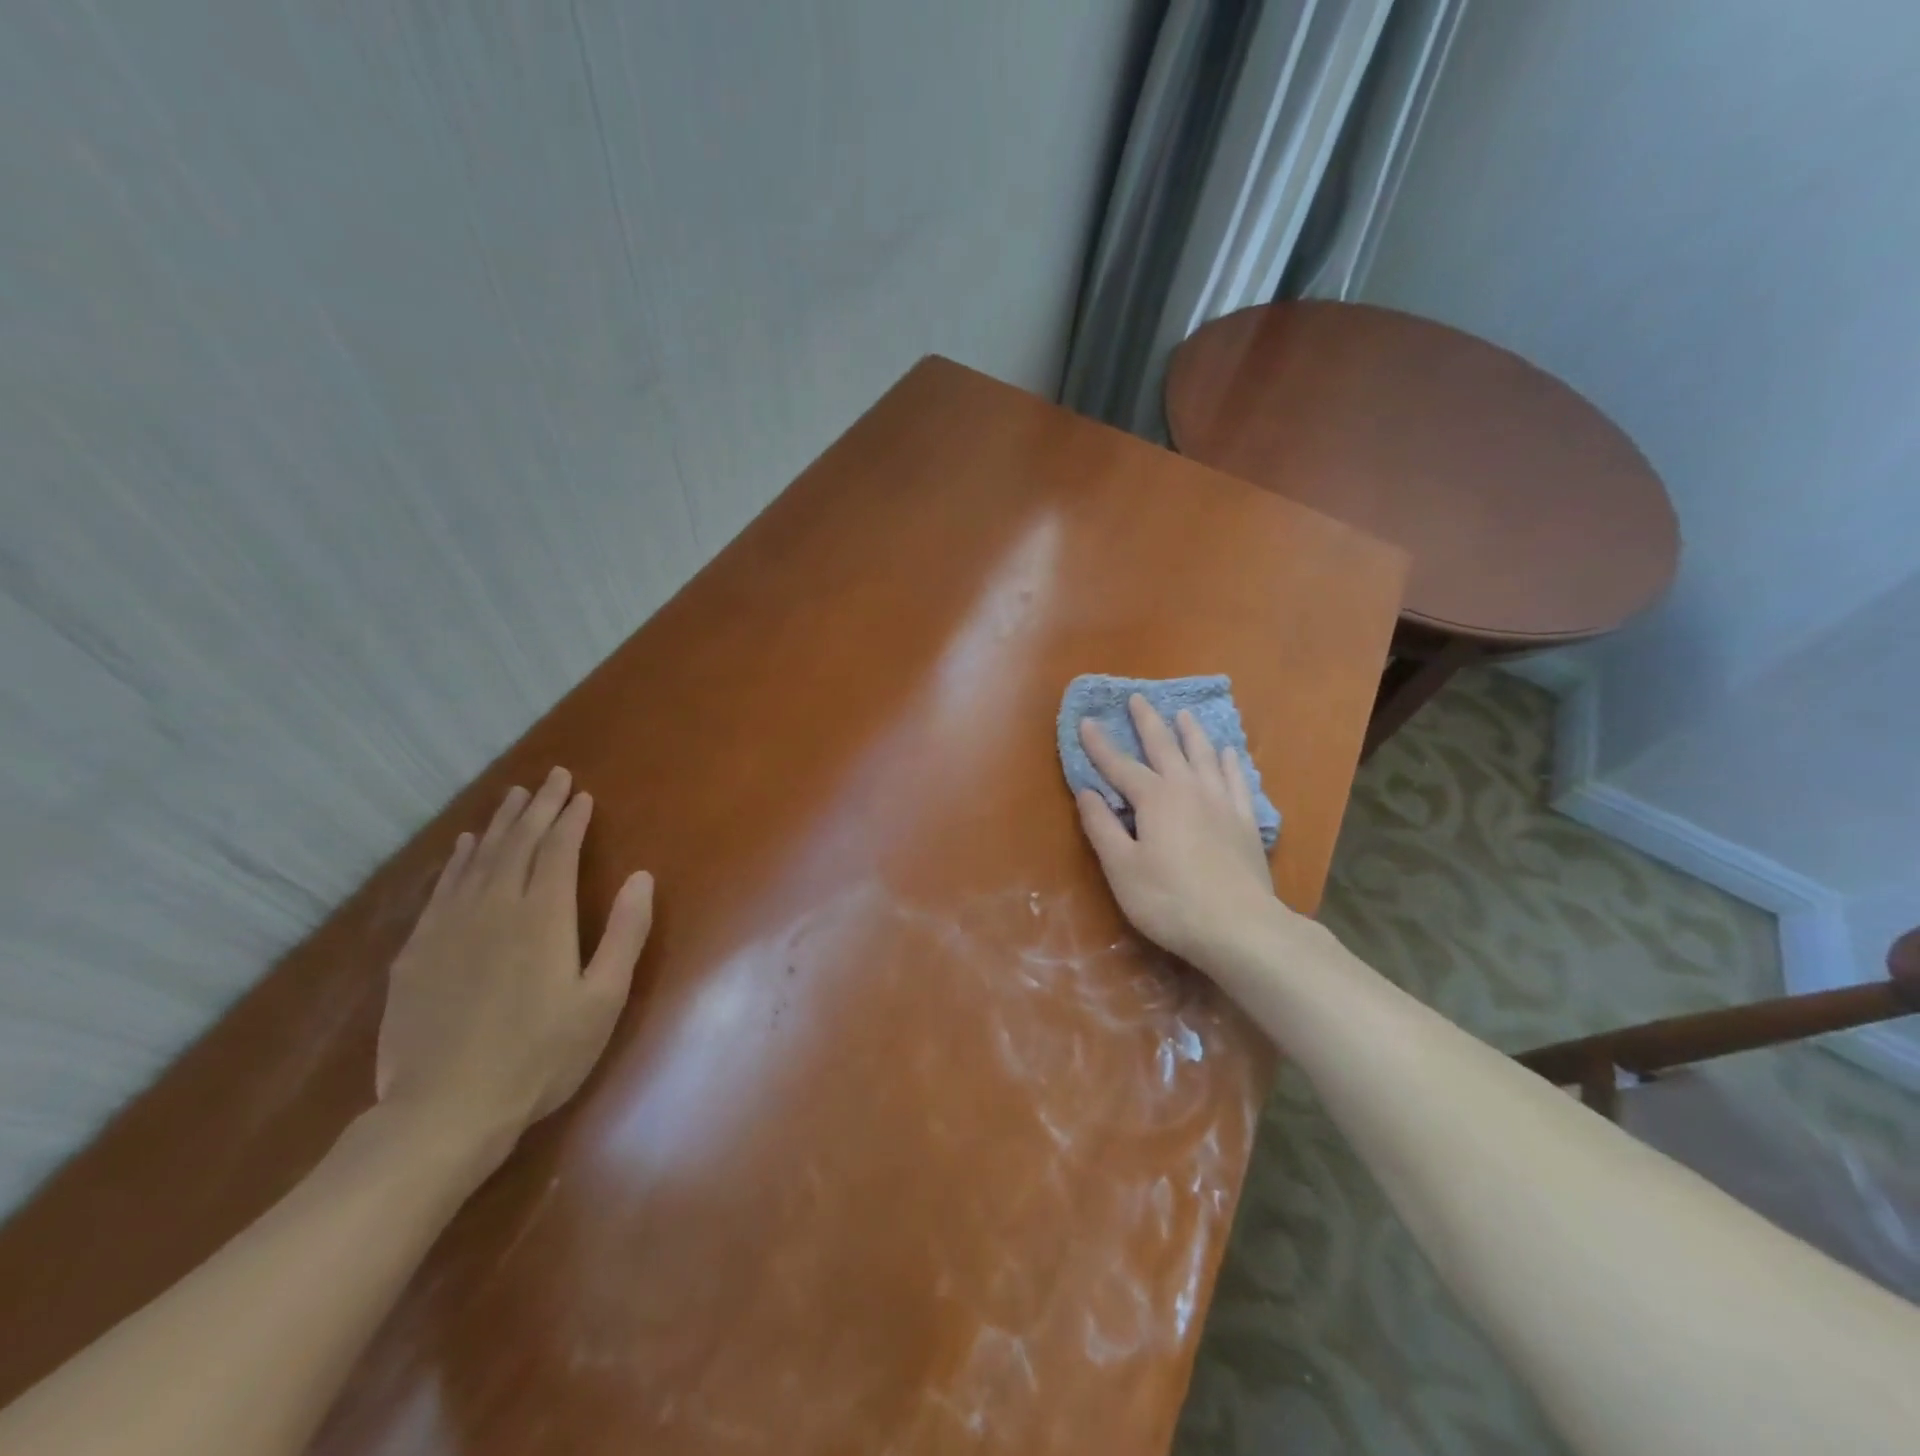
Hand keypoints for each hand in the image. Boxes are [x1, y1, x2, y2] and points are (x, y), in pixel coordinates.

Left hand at [376, 769, 653, 1166]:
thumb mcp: (603, 1000)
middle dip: (537, 807)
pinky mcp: (417, 950)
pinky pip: (440, 887)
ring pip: (476, 858)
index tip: (580, 793)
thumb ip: (625, 934)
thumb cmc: (540, 1056)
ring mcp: (449, 926)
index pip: (558, 849)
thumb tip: (641, 878)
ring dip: (497, 824)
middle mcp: (494, 907)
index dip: (570, 818)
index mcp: (543, 916)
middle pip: (517, 842)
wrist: (443, 1110)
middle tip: (550, 777)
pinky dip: (455, 860)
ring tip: (511, 797)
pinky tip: (461, 847)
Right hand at [1076, 696, 1277, 966]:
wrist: (1239, 926)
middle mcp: (1188, 789)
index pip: (1120, 765)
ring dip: (1191, 732)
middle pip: (1164, 747)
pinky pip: (1238, 779)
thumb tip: (1087, 792)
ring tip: (1183, 714)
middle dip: (1148, 722)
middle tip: (1139, 698)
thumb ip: (1102, 827)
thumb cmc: (1169, 900)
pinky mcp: (1246, 820)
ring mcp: (1222, 802)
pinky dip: (1230, 762)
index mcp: (1154, 799)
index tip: (1087, 721)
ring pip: (1204, 755)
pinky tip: (1229, 752)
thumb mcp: (1122, 868)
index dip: (1100, 744)